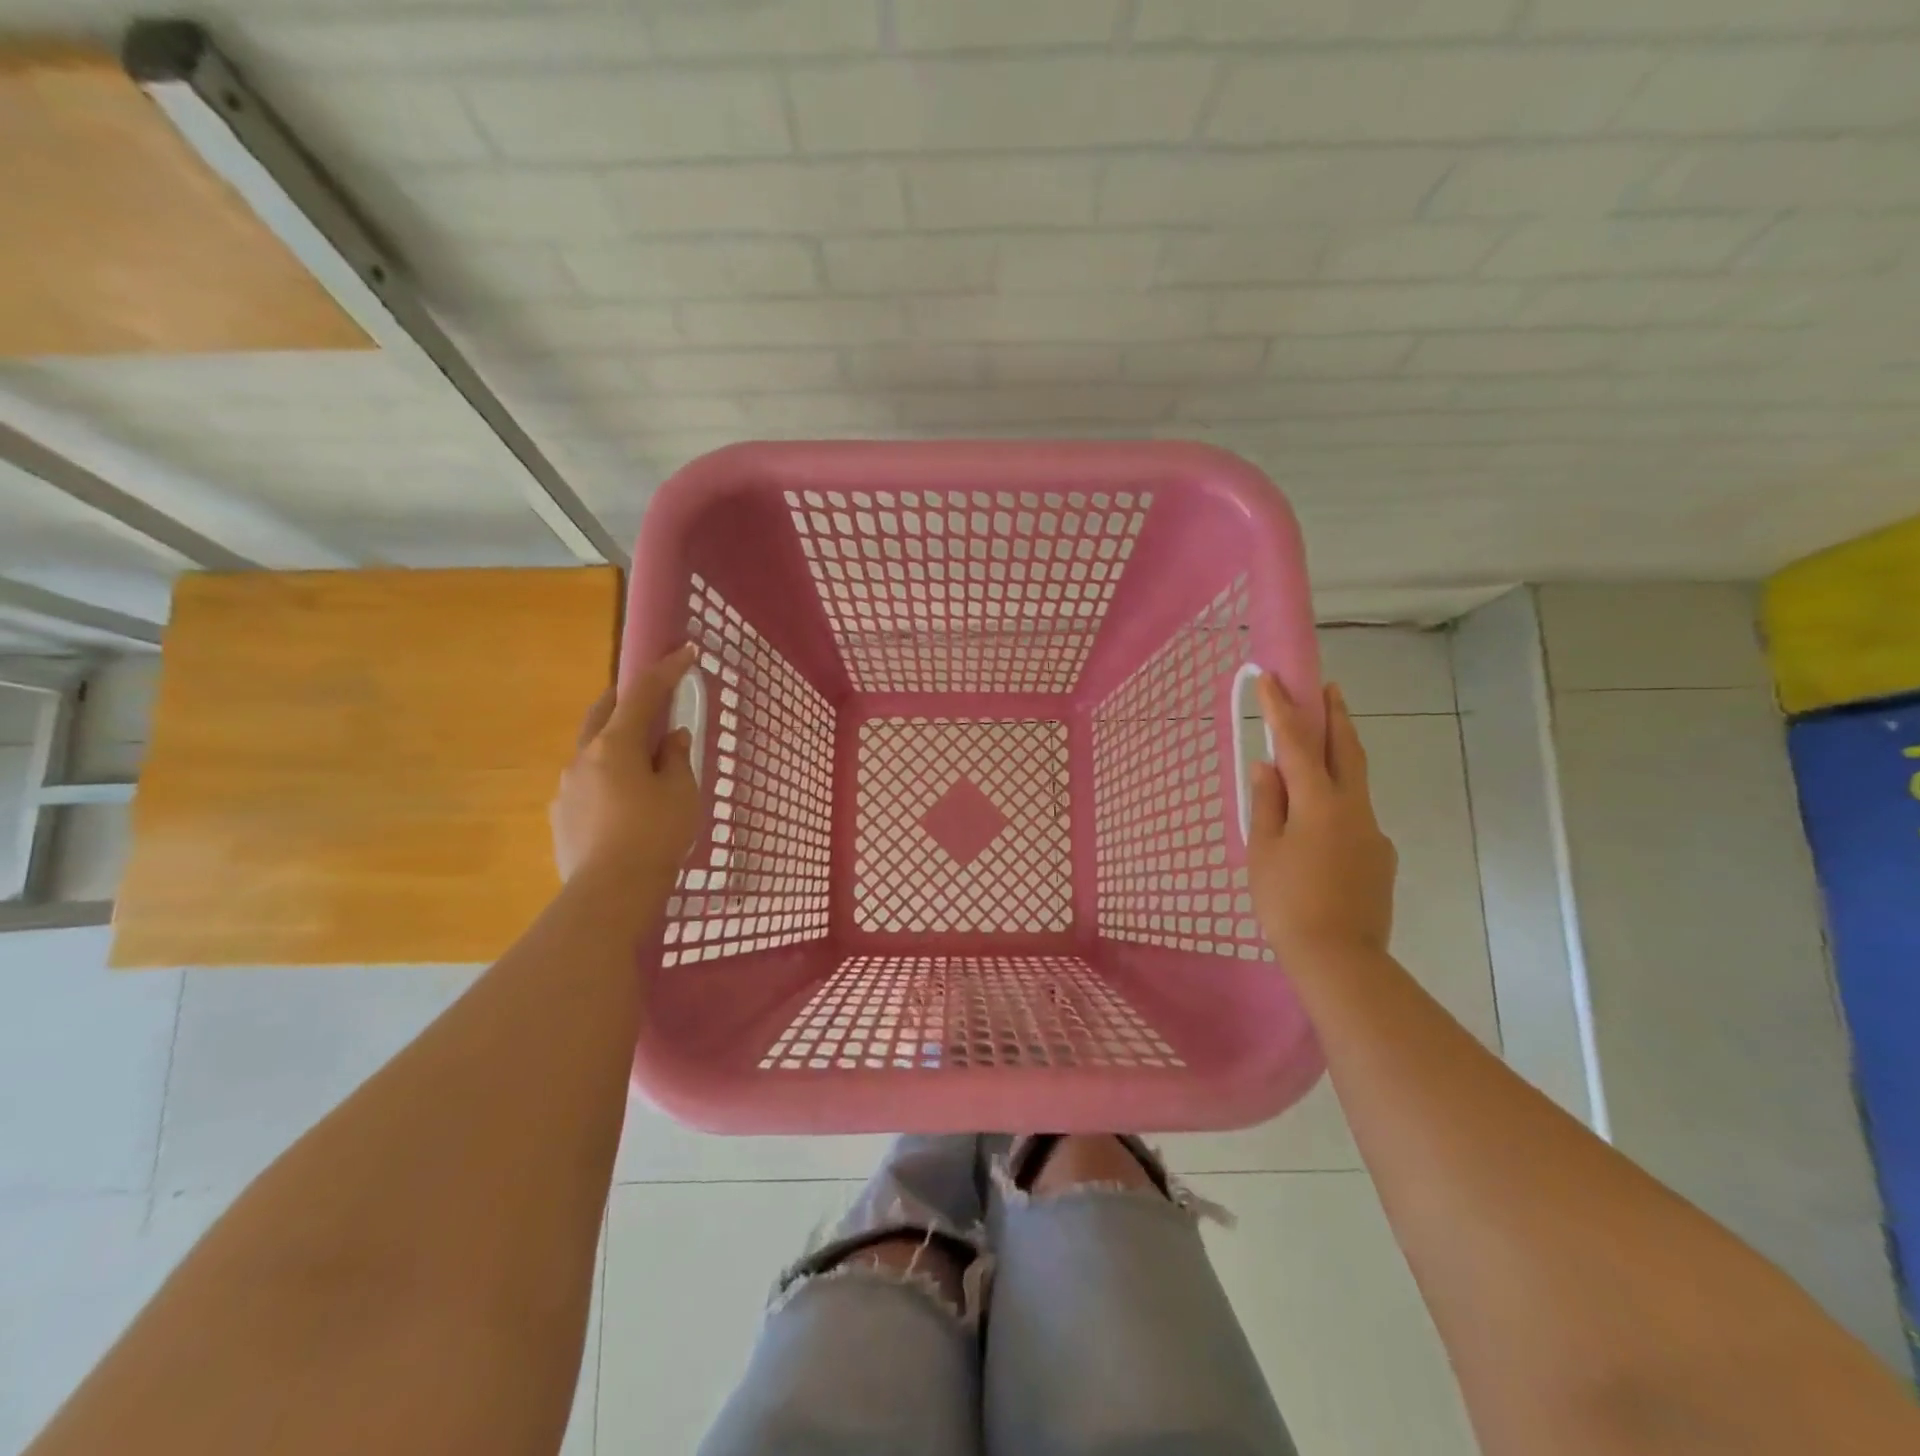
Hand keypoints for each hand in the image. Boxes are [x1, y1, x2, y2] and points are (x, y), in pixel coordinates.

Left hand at [550, 644, 702, 881]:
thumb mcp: (681, 793)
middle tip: (651, 697)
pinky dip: (607, 775)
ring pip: (592, 749)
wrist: (610, 892)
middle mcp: (583, 757)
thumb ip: (676, 758)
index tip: (685, 652)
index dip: (666, 671)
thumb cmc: (655, 834)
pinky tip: (624, 801)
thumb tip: (672, 737)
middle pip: (602, 712)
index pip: (642, 694)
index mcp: (615, 745)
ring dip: (615, 741)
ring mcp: (566, 787)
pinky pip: (587, 782)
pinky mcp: (561, 815)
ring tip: (642, 761)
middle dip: (626, 697)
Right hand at [1247, 676, 1397, 968]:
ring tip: (1316, 756)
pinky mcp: (1380, 858)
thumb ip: (1267, 803)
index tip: (1273, 679)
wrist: (1340, 959)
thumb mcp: (1263, 851)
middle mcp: (1354, 809)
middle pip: (1347, 750)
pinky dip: (1337, 805)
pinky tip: (1318, 830)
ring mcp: (1373, 833)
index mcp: (1319, 803)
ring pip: (1354, 784)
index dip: (1282, 710)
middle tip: (1329, 688)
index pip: (1298, 744)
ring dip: (1339, 758)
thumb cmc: (1286, 902)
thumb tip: (1268, 767)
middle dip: (1336, 716)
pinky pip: (1355, 818)